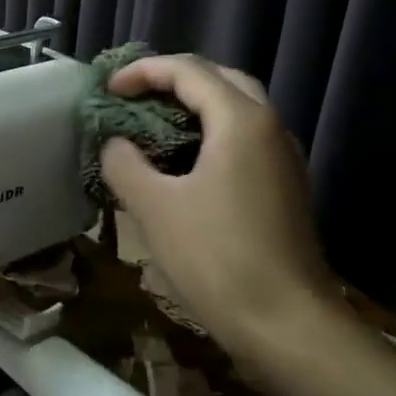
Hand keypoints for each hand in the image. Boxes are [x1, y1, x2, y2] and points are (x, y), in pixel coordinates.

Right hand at [99, 54, 338, 359]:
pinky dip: (209, 133)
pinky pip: (244, 138)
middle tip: (133, 98)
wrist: (287, 324)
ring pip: (237, 108)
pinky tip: (181, 164)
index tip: (107, 91)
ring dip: (193, 106)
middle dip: (172, 80)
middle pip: (220, 79)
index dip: (142, 72)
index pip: (188, 70)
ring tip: (151, 125)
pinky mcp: (284, 186)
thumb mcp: (153, 207)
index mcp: (240, 121)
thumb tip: (116, 144)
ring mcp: (283, 158)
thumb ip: (124, 163)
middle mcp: (269, 127)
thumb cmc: (216, 257)